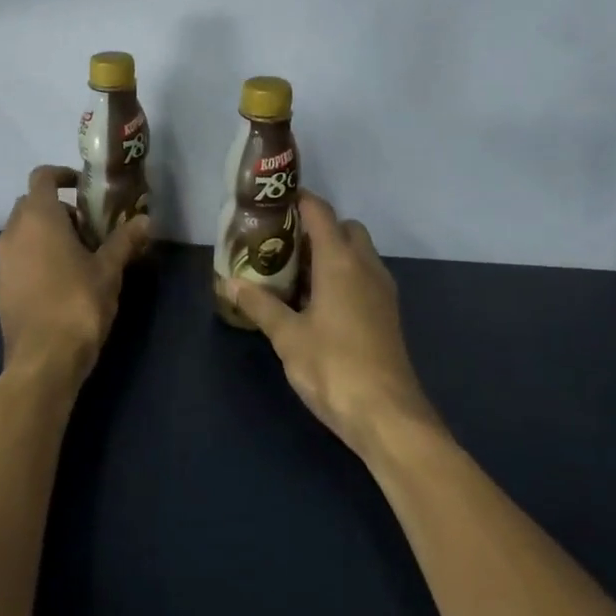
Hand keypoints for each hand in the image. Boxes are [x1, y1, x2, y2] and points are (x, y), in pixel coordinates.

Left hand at [0, 165, 150, 378]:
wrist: (43, 359)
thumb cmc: (78, 303)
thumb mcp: (109, 270)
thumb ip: (124, 240)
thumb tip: (146, 219)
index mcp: (38, 217)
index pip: (42, 177)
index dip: (63, 175)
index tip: (84, 187)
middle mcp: (12, 232)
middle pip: (31, 204)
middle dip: (60, 209)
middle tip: (90, 229)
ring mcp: (1, 261)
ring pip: (22, 232)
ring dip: (46, 235)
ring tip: (78, 256)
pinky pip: (17, 259)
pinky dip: (34, 258)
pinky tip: (57, 281)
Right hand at [226, 191, 440, 456]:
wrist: (387, 415)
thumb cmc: (333, 367)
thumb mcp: (287, 336)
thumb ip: (259, 305)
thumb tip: (228, 282)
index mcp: (340, 262)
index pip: (320, 213)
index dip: (298, 200)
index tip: (271, 202)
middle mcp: (366, 267)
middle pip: (344, 228)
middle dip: (316, 228)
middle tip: (281, 244)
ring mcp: (381, 290)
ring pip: (357, 253)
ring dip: (330, 253)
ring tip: (292, 272)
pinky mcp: (386, 313)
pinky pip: (363, 276)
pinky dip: (341, 275)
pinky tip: (315, 302)